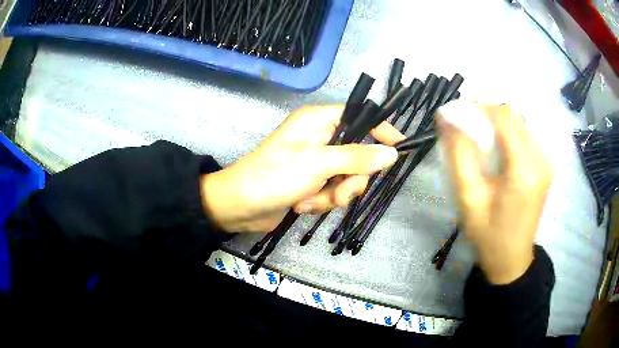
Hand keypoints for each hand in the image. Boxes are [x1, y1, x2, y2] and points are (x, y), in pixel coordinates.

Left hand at [200, 105, 404, 232]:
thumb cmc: (274, 176)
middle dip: (351, 180)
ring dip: (333, 195)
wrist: (240, 206)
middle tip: (340, 194)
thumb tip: (391, 153)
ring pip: (347, 178)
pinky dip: (320, 202)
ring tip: (310, 201)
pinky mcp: (312, 182)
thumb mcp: (318, 163)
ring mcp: (316, 162)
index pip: (361, 117)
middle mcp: (321, 137)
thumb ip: (357, 158)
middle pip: (358, 155)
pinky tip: (301, 205)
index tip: (400, 148)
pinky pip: (332, 192)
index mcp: (320, 121)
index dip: (382, 131)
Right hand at [439, 104, 552, 283]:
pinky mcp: (546, 165)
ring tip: (482, 138)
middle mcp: (541, 160)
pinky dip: (509, 132)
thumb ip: (459, 156)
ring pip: (521, 122)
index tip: (458, 111)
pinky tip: (499, 148)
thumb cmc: (488, 235)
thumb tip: (447, 120)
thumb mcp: (468, 199)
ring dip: (498, 122)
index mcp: (523, 171)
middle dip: (488, 114)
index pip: (504, 119)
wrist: (512, 259)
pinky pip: (526, 134)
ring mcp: (546, 162)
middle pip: (514, 116)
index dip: (479, 108)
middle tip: (468, 126)